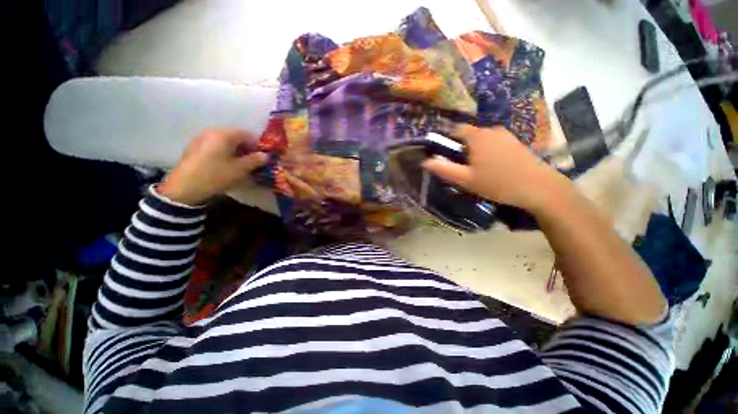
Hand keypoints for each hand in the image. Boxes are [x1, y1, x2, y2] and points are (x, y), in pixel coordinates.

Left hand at [158, 129, 267, 204]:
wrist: (185, 187)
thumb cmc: (216, 175)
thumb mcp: (240, 169)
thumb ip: (255, 160)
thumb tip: (265, 155)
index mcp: (224, 134)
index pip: (246, 134)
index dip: (256, 145)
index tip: (261, 157)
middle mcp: (211, 132)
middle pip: (234, 137)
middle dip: (245, 148)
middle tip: (252, 161)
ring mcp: (200, 139)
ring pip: (224, 142)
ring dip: (234, 151)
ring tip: (239, 164)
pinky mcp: (193, 147)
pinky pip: (214, 146)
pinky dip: (223, 152)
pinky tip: (224, 165)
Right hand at [422, 125, 571, 213]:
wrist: (538, 187)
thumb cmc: (497, 183)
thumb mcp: (466, 179)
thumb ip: (444, 169)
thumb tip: (425, 161)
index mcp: (477, 136)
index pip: (455, 129)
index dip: (446, 139)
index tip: (443, 153)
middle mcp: (491, 129)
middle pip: (469, 134)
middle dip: (461, 147)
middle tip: (459, 166)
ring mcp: (506, 134)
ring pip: (482, 139)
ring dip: (474, 150)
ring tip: (475, 168)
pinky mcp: (515, 142)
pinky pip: (493, 143)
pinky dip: (487, 151)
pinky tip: (491, 167)